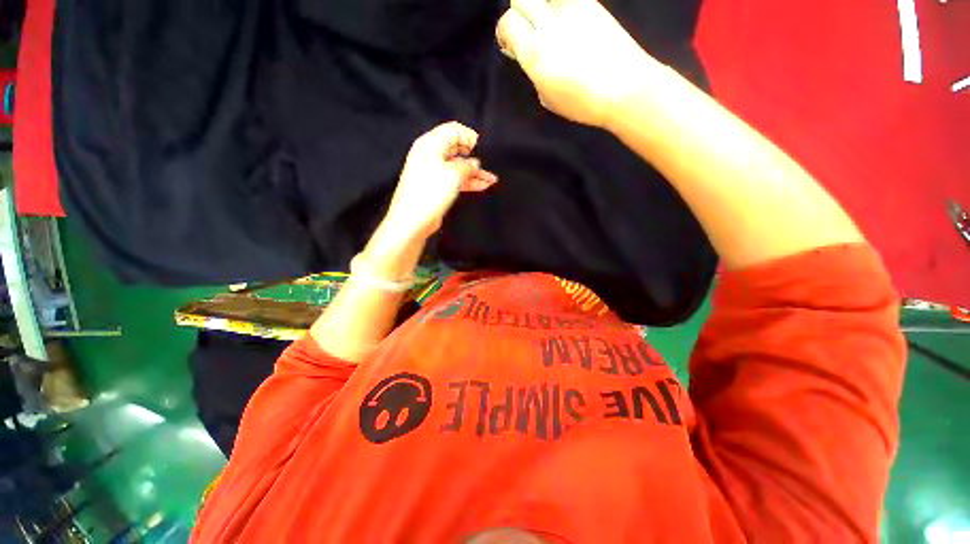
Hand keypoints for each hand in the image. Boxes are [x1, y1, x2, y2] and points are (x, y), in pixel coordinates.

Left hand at [382, 122, 497, 242]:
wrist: (413, 220)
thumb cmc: (431, 192)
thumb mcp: (453, 174)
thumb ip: (468, 165)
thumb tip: (475, 163)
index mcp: (430, 144)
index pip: (453, 130)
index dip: (468, 136)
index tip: (482, 147)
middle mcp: (430, 155)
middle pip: (456, 149)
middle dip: (474, 156)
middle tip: (490, 163)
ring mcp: (433, 172)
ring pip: (458, 166)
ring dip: (474, 172)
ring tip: (492, 179)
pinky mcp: (436, 186)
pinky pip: (455, 179)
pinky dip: (468, 182)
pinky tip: (483, 186)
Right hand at [496, 0, 657, 127]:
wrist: (626, 88)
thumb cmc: (583, 103)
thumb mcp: (548, 98)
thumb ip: (534, 73)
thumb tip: (528, 56)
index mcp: (536, 53)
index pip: (507, 23)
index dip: (506, 33)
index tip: (512, 46)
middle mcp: (550, 24)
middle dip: (519, 13)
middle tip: (528, 31)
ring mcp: (573, 9)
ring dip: (540, 5)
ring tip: (548, 23)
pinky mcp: (592, 3)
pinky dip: (560, 6)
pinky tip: (568, 22)